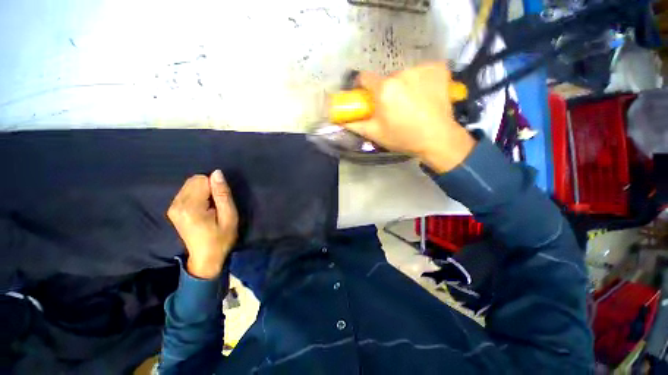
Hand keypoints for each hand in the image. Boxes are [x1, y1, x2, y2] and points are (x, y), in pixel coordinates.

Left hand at [167, 170, 238, 278]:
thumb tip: (217, 173)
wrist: (206, 257)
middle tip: (216, 205)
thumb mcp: (229, 216)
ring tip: (210, 207)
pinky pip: (186, 191)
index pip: (202, 180)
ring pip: (190, 184)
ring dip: (203, 191)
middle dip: (208, 187)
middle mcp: (177, 204)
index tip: (220, 202)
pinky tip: (202, 208)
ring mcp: (172, 207)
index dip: (215, 187)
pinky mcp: (173, 209)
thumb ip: (222, 194)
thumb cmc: (221, 238)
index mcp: (190, 207)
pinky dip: (197, 195)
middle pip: (194, 180)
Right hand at [342, 63, 475, 172]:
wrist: (437, 138)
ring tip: (412, 103)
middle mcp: (401, 73)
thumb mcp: (375, 134)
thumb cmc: (403, 137)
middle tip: (393, 107)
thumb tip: (339, 120)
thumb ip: (355, 125)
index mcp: (384, 89)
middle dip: (386, 90)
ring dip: (404, 86)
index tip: (366, 94)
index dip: (362, 86)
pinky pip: (423, 71)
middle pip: (387, 78)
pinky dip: (422, 80)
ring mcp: (422, 68)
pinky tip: (426, 94)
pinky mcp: (439, 68)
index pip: (364, 77)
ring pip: (405, 75)